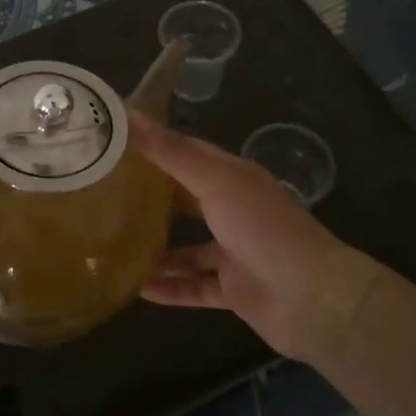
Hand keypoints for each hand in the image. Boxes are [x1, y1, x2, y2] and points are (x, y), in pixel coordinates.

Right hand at [133, 115, 384, 364]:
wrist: (313, 299)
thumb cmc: (264, 228)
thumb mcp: (216, 182)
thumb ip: (172, 153)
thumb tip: (128, 116)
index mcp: (233, 177)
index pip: (187, 152)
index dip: (153, 144)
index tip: (113, 141)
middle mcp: (233, 210)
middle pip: (185, 199)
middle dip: (149, 197)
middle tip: (102, 194)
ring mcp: (233, 252)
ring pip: (187, 248)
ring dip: (155, 248)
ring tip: (112, 244)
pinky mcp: (233, 290)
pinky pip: (193, 287)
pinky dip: (169, 288)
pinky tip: (137, 288)